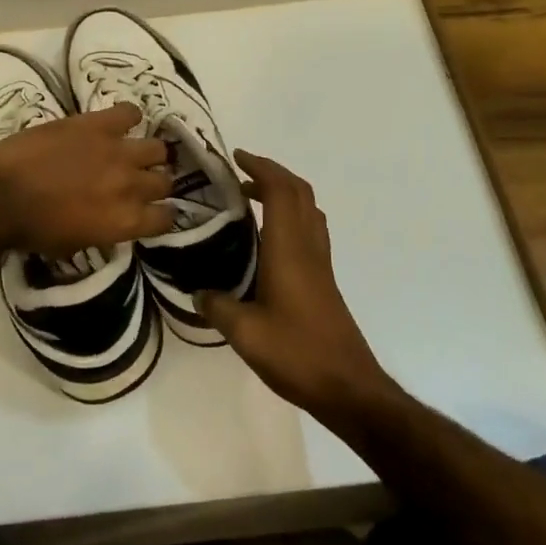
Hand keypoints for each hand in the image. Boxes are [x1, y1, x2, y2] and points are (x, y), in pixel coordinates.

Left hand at [0, 102, 173, 258]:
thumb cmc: (31, 230)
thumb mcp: (76, 243)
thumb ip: (106, 229)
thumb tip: (114, 218)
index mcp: (125, 221)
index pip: (167, 217)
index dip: (162, 214)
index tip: (152, 210)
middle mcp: (131, 185)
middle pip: (165, 181)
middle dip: (154, 183)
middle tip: (136, 181)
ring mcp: (117, 151)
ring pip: (157, 148)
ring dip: (146, 154)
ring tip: (130, 153)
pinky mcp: (98, 123)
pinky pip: (131, 112)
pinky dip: (128, 118)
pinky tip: (117, 125)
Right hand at [195, 150, 393, 419]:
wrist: (348, 387)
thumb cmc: (297, 353)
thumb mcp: (245, 334)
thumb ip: (218, 306)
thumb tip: (198, 291)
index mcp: (289, 248)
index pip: (281, 190)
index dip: (261, 167)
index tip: (236, 157)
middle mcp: (308, 246)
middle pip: (299, 192)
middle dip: (271, 173)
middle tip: (240, 174)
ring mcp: (320, 262)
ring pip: (308, 209)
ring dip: (283, 193)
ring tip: (251, 199)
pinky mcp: (324, 279)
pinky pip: (310, 229)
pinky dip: (290, 215)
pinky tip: (270, 238)